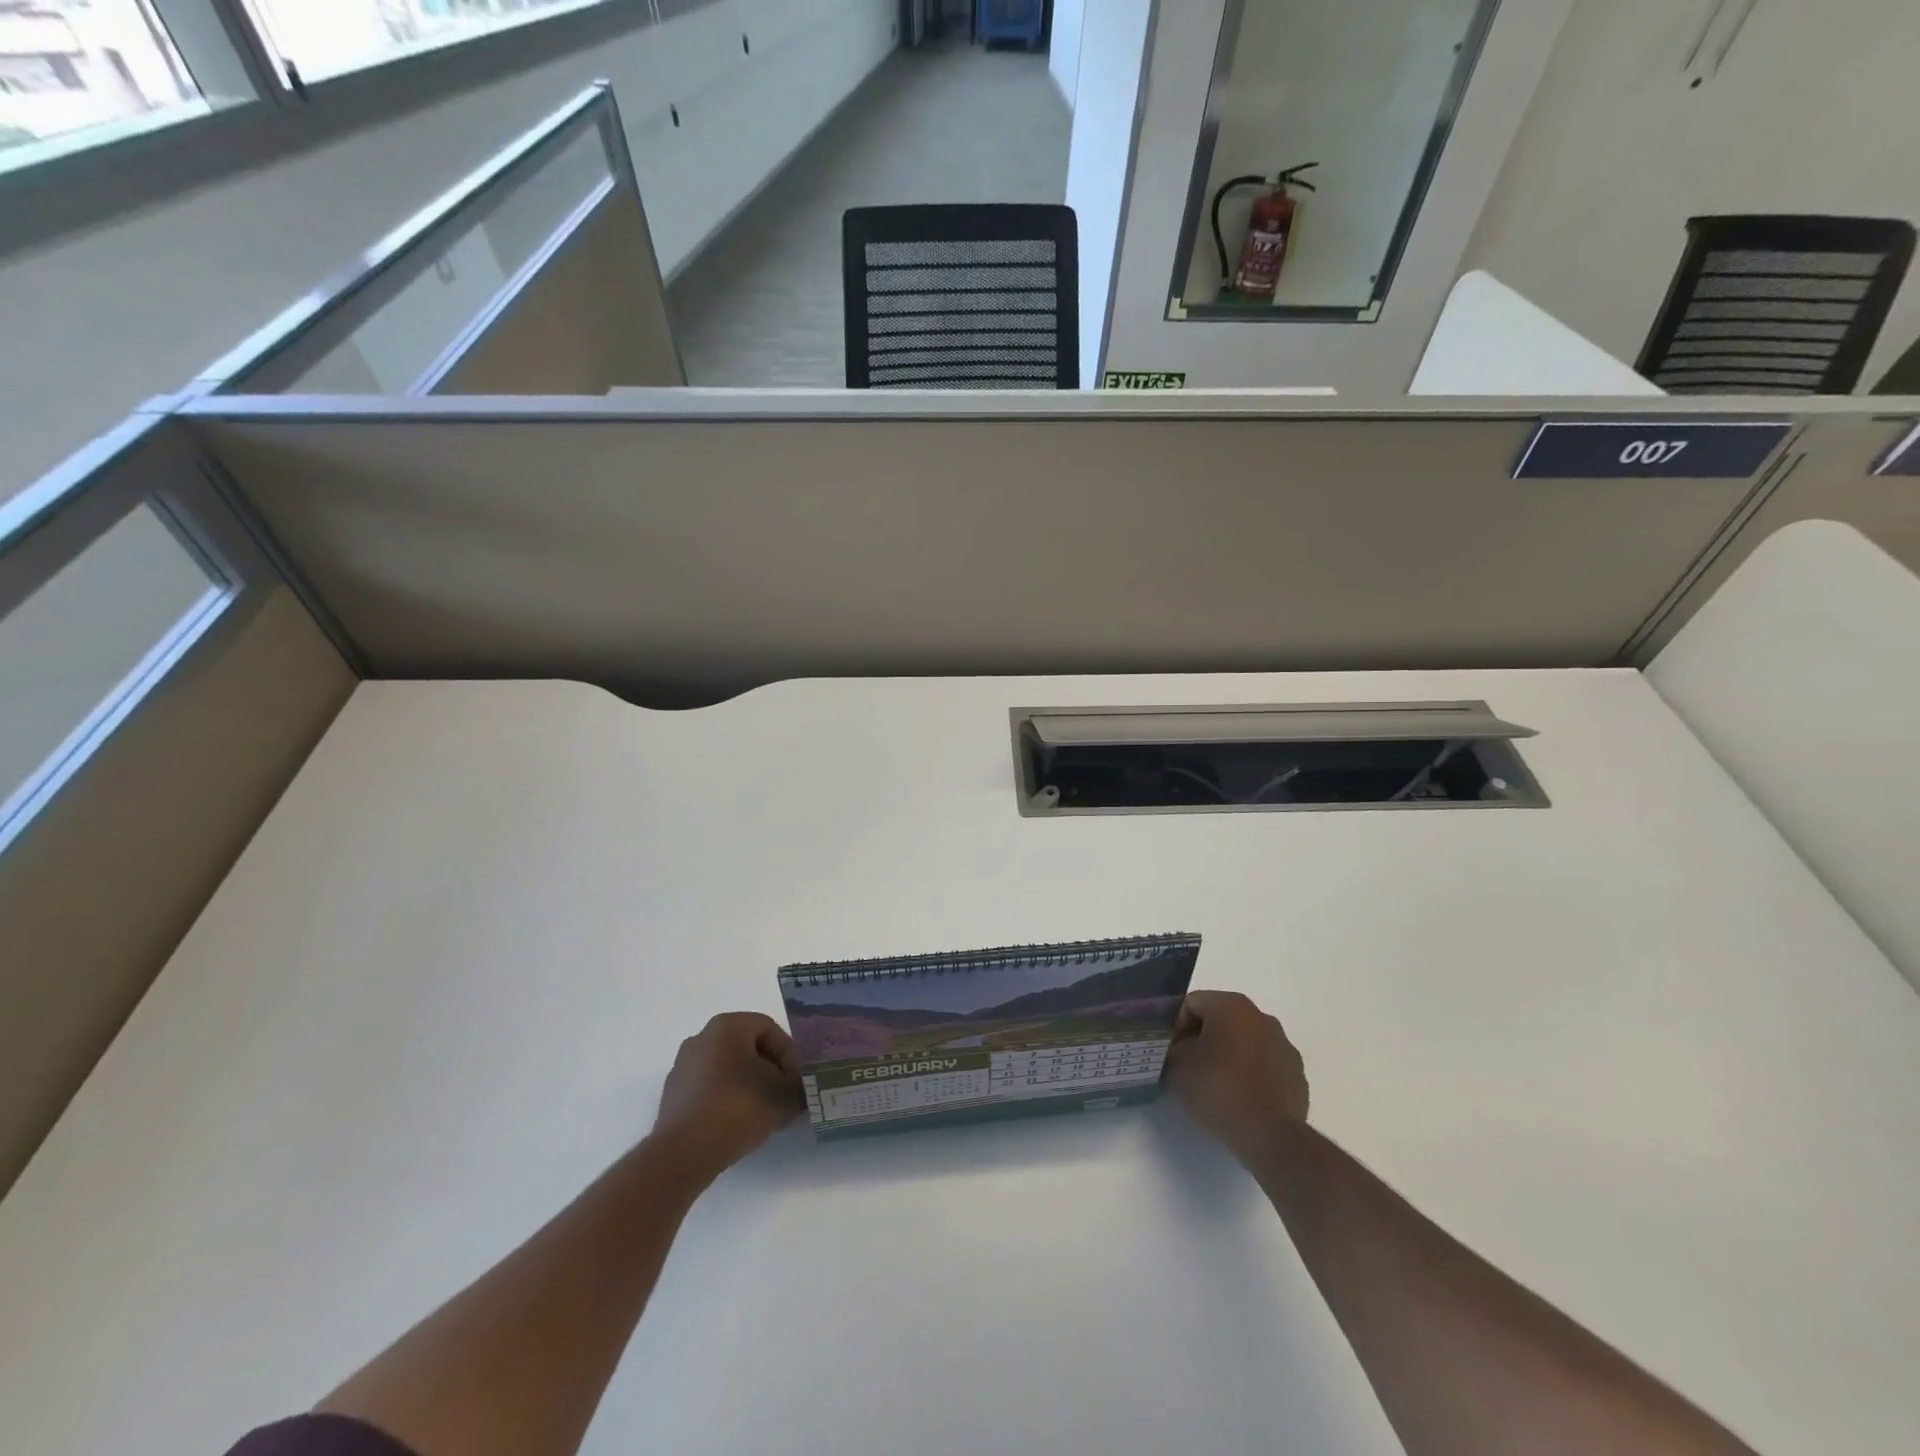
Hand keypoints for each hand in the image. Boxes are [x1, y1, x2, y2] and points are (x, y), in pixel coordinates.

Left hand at [651, 1013, 805, 1173]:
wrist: (683, 1154)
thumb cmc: (738, 1108)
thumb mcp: (784, 1096)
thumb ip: (800, 1086)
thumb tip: (802, 1087)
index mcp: (727, 1025)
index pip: (770, 1029)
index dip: (790, 1055)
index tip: (796, 1082)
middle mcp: (701, 1037)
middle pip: (748, 1047)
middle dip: (770, 1070)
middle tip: (784, 1095)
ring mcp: (683, 1066)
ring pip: (728, 1068)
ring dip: (749, 1085)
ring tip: (763, 1113)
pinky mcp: (673, 1095)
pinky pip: (709, 1088)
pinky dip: (726, 1099)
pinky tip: (736, 1124)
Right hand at [1164, 991, 1309, 1163]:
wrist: (1269, 1137)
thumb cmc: (1217, 1089)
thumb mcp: (1175, 1067)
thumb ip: (1170, 1051)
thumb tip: (1175, 1053)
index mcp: (1231, 1005)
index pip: (1191, 1004)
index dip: (1173, 1026)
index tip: (1168, 1053)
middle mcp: (1261, 1017)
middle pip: (1220, 1020)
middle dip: (1201, 1040)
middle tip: (1185, 1067)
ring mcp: (1284, 1047)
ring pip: (1244, 1043)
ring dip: (1227, 1057)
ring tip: (1212, 1086)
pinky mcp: (1297, 1077)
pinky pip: (1264, 1067)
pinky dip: (1249, 1076)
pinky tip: (1237, 1100)